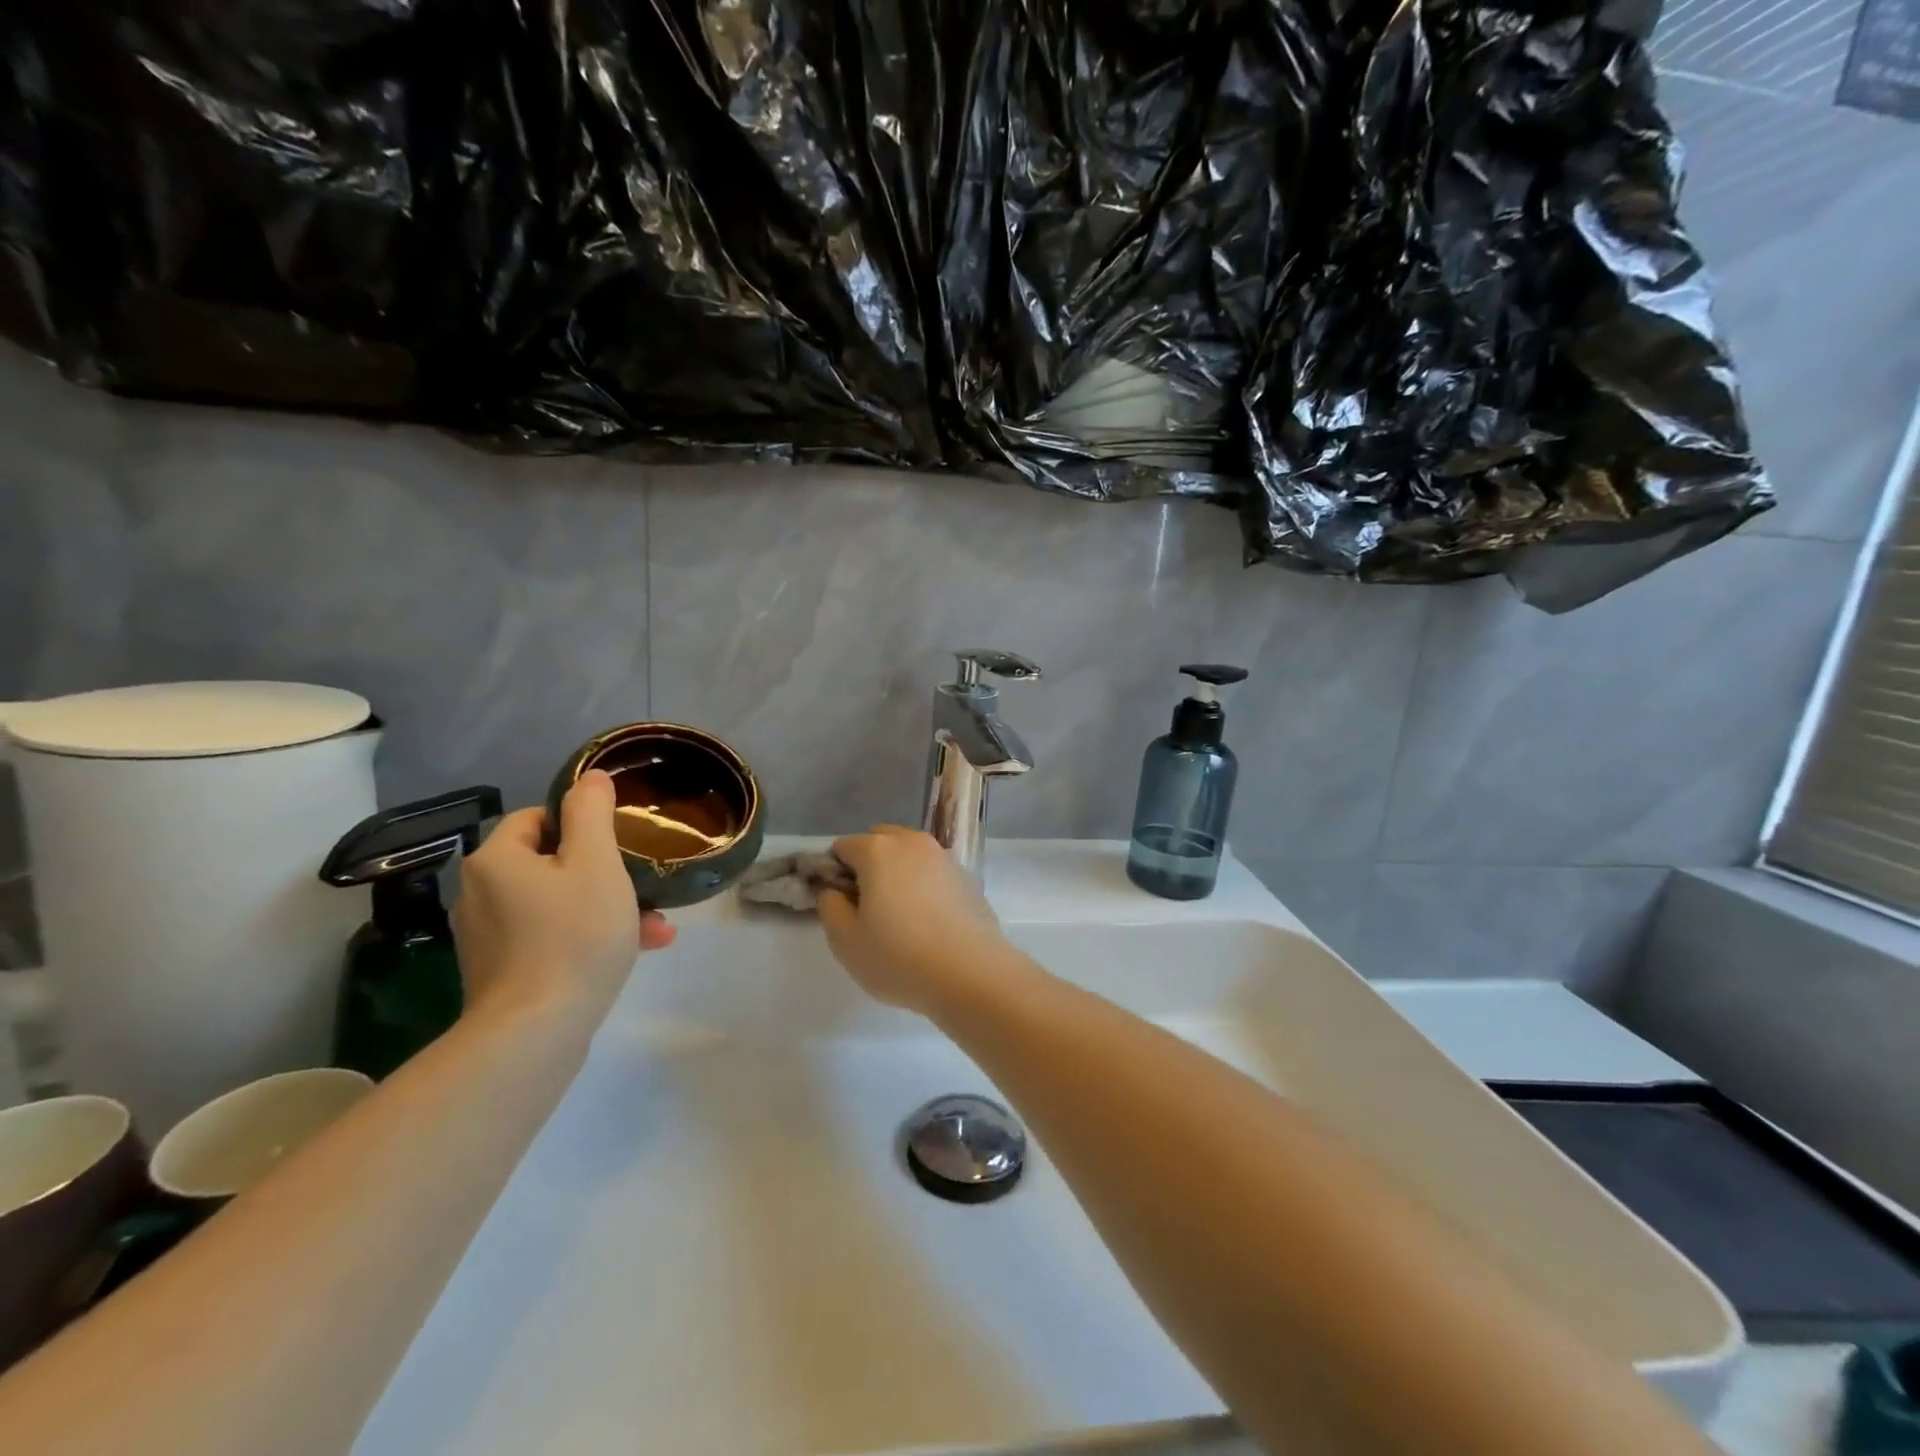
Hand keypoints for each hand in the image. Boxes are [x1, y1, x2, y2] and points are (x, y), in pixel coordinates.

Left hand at [452, 770, 675, 1027]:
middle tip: (643, 885)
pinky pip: (550, 937)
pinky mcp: (500, 972)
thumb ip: (592, 813)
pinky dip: (586, 936)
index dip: (582, 823)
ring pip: (556, 903)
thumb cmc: (572, 936)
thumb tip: (590, 777)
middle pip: (551, 863)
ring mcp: (487, 937)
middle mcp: (480, 893)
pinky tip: (635, 949)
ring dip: (605, 906)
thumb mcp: (596, 863)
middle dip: (605, 871)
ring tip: (654, 924)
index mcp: (496, 859)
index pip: (538, 818)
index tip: (619, 843)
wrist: (536, 1032)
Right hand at [817, 826, 1013, 1017]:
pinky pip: (933, 872)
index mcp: (878, 850)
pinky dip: (924, 885)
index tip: (839, 905)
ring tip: (899, 914)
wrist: (970, 973)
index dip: (833, 873)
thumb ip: (829, 906)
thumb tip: (833, 889)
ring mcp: (944, 857)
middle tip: (867, 907)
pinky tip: (928, 921)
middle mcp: (912, 843)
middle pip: (879, 841)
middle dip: (867, 865)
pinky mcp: (967, 877)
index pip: (842, 847)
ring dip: (898, 872)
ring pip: (910, 854)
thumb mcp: (845, 940)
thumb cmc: (898, 957)